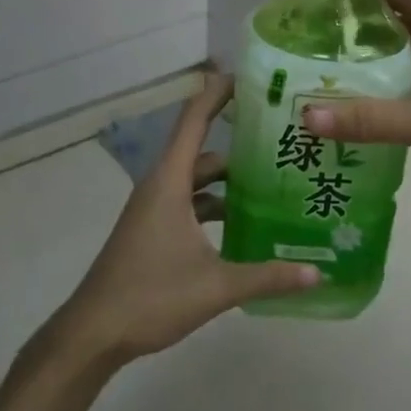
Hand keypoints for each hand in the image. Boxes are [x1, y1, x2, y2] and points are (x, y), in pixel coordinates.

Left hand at [46, 75, 319, 373]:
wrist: (93, 334)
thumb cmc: (150, 296)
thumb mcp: (216, 286)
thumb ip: (268, 277)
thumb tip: (317, 272)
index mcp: (169, 182)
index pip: (195, 121)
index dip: (218, 93)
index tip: (248, 77)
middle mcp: (160, 187)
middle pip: (203, 152)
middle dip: (239, 143)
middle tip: (282, 141)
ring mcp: (154, 210)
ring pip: (197, 181)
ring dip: (229, 181)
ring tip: (274, 183)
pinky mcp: (153, 231)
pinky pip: (190, 204)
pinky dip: (216, 206)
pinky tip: (245, 225)